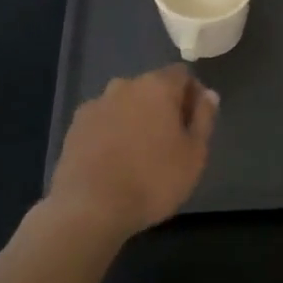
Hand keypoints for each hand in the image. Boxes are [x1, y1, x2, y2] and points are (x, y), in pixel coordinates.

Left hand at [46, 66, 218, 240]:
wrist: (90, 208)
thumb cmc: (153, 180)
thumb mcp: (194, 154)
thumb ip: (204, 118)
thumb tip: (208, 94)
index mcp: (157, 86)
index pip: (182, 74)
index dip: (192, 94)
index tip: (195, 123)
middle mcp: (124, 86)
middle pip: (152, 87)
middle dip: (164, 106)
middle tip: (171, 141)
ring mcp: (95, 105)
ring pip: (125, 104)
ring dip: (136, 119)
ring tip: (140, 154)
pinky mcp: (75, 126)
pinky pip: (103, 121)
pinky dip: (112, 132)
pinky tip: (115, 161)